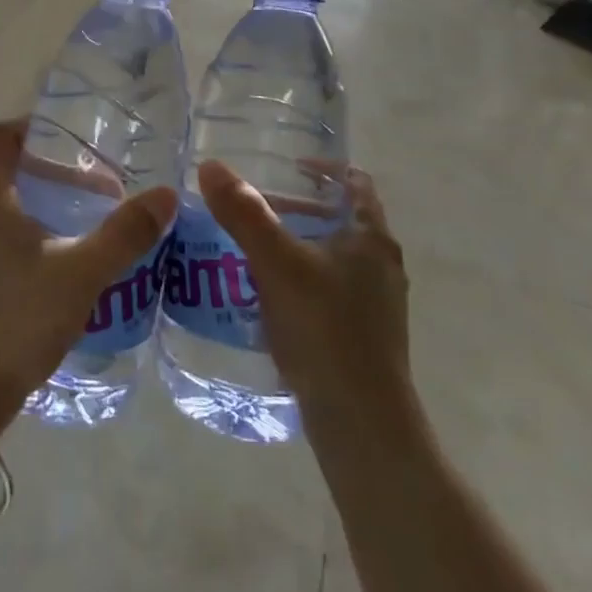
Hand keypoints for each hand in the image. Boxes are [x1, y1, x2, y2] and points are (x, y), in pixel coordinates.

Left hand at [0, 121, 176, 434]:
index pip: (0, 138)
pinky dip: (18, 251)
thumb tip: (166, 194)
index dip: (31, 128)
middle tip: (94, 201)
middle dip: (50, 182)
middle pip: (5, 180)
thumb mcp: (80, 274)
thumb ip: (124, 234)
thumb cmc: (15, 318)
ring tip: (78, 243)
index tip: (68, 139)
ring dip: (36, 220)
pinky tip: (48, 284)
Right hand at [197, 160, 422, 442]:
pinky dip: (298, 280)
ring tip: (250, 250)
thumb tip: (211, 166)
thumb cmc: (325, 330)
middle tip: (253, 209)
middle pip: (339, 219)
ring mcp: (375, 304)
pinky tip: (265, 297)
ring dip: (295, 246)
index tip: (286, 166)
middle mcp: (381, 265)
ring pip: (331, 257)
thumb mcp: (277, 264)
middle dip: (296, 209)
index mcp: (372, 238)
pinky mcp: (362, 336)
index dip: (322, 168)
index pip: (354, 183)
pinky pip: (327, 291)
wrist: (361, 424)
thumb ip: (244, 214)